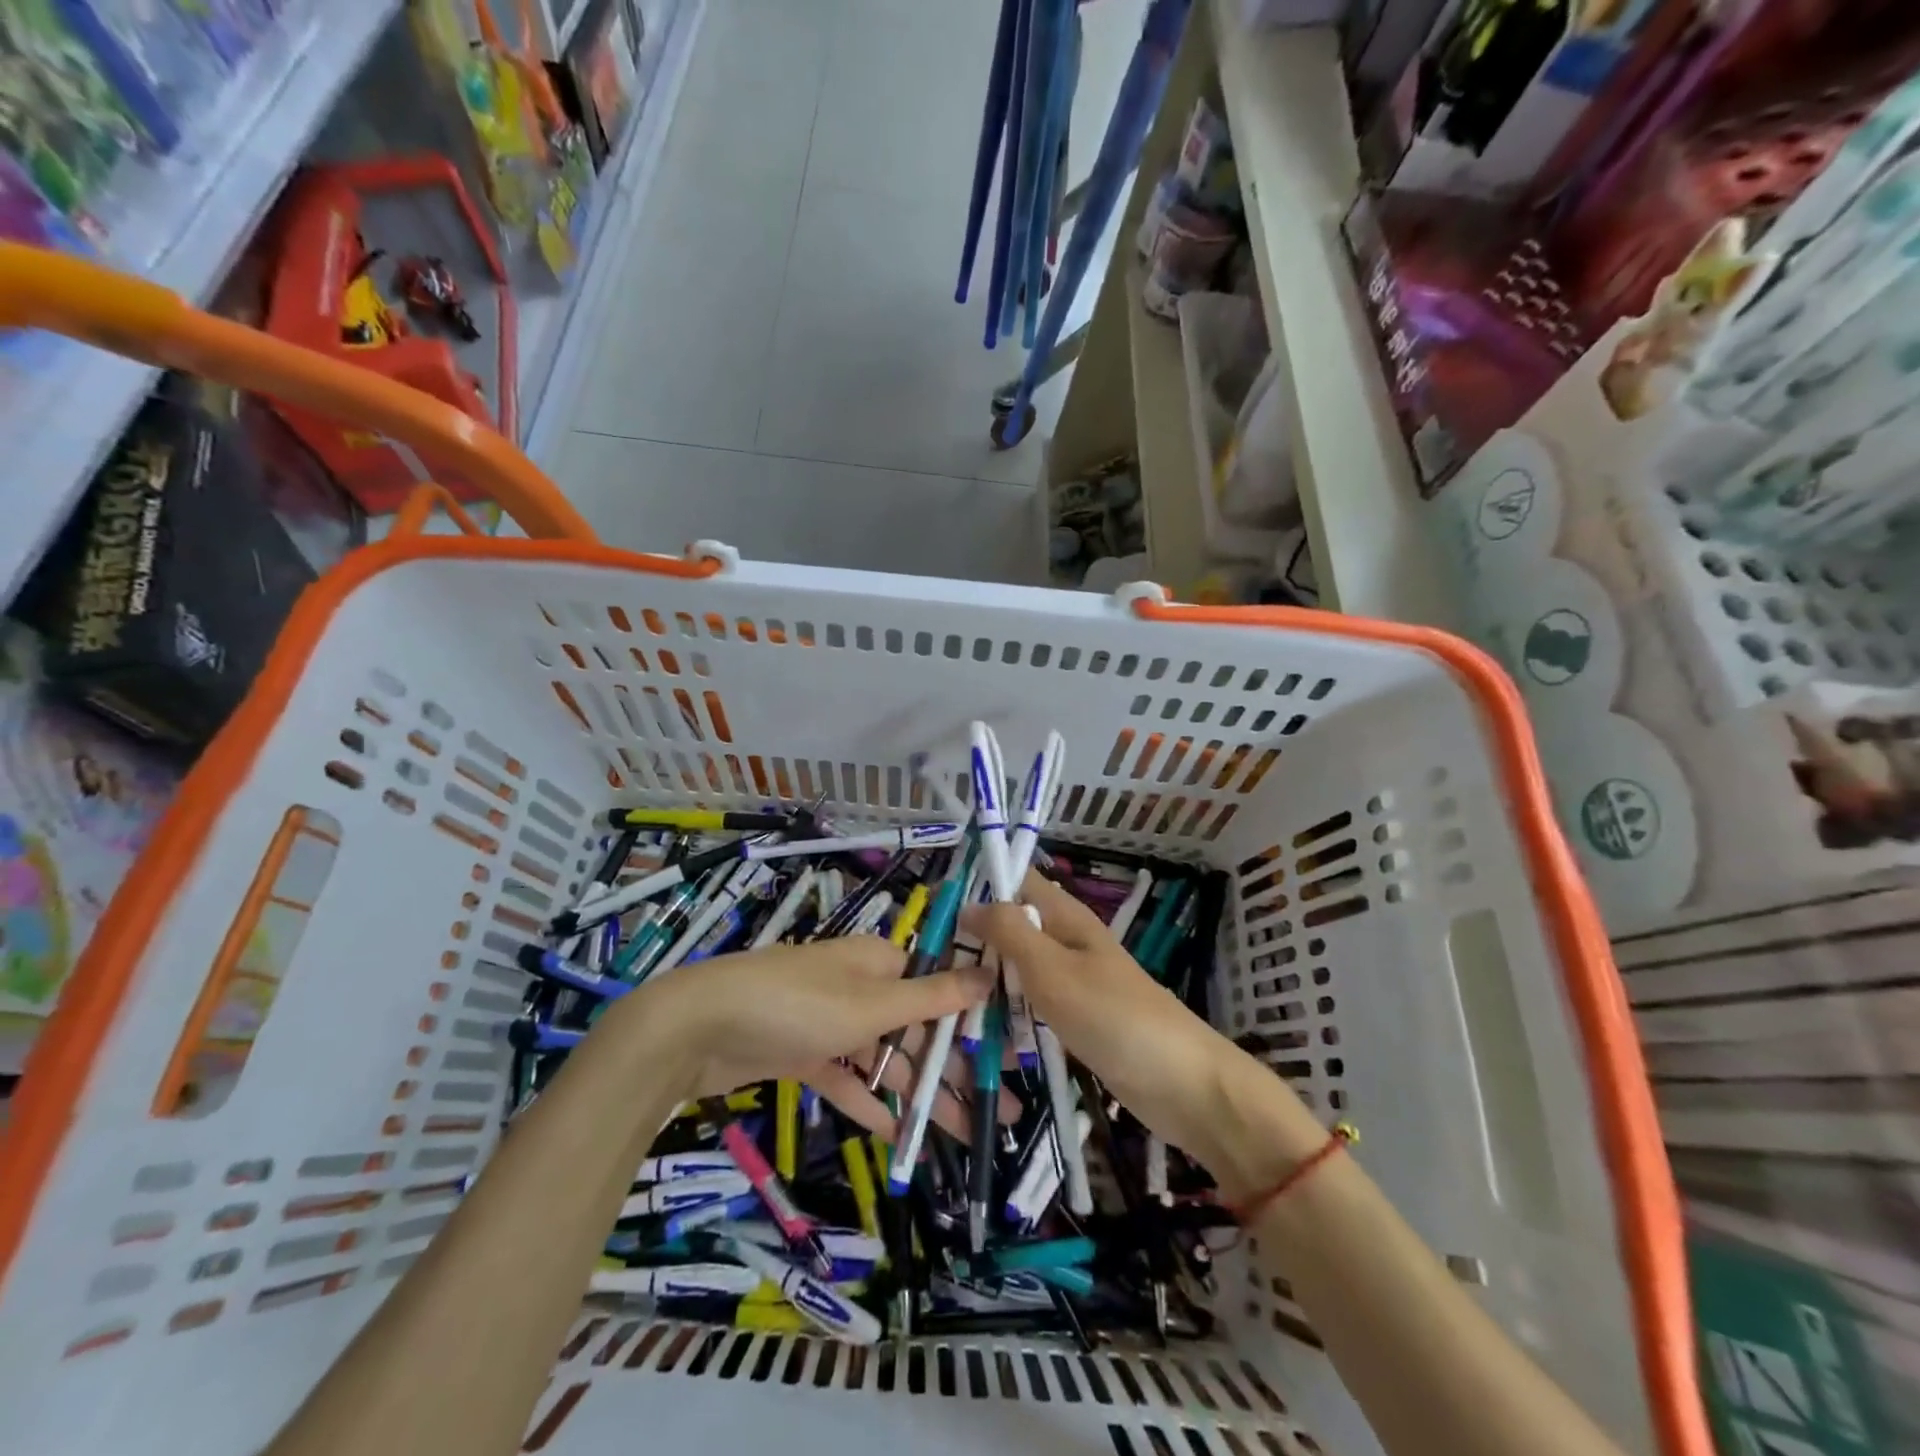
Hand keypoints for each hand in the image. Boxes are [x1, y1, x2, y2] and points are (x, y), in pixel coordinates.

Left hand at [619, 936, 1010, 1141]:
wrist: (699, 1027)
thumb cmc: (797, 1004)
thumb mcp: (871, 1004)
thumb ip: (931, 997)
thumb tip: (988, 974)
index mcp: (880, 962)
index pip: (940, 988)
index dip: (975, 1022)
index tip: (1008, 1059)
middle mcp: (860, 986)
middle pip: (918, 1028)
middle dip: (955, 1069)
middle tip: (998, 1113)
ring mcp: (830, 1022)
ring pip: (885, 1058)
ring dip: (918, 1093)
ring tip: (961, 1133)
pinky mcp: (803, 1053)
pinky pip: (847, 1078)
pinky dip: (870, 1102)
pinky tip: (898, 1136)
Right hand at [967, 871, 1321, 1190]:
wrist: (1184, 1087)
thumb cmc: (1115, 1018)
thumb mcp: (1053, 970)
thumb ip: (1011, 932)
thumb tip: (972, 903)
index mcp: (1068, 919)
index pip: (1019, 882)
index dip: (981, 884)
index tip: (936, 904)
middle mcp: (1068, 944)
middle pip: (1013, 929)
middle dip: (975, 941)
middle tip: (929, 963)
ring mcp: (1074, 986)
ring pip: (1018, 973)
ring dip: (987, 983)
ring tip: (942, 1002)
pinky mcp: (1077, 1023)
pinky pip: (1031, 1010)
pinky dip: (1007, 1017)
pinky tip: (978, 1037)